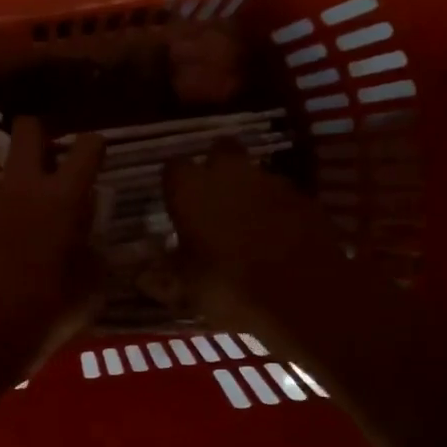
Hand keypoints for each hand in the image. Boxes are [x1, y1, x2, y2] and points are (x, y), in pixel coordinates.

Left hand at [0, 117, 104, 369]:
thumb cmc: (47, 312)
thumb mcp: (91, 287)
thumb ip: (93, 252)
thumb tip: (87, 242)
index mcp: (61, 199)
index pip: (87, 147)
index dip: (95, 147)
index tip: (97, 158)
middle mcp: (21, 189)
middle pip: (28, 130)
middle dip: (42, 135)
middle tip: (52, 164)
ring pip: (6, 176)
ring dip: (19, 191)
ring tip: (27, 232)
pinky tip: (2, 255)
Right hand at [163, 145, 348, 333]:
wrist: (305, 295)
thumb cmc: (230, 287)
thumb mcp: (187, 289)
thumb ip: (162, 277)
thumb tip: (140, 275)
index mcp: (191, 189)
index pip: (172, 168)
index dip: (174, 185)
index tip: (174, 205)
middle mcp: (230, 173)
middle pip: (219, 151)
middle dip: (215, 169)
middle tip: (211, 201)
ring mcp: (272, 182)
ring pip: (254, 172)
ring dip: (248, 190)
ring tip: (245, 224)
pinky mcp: (305, 198)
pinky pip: (282, 196)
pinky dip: (277, 210)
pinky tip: (277, 237)